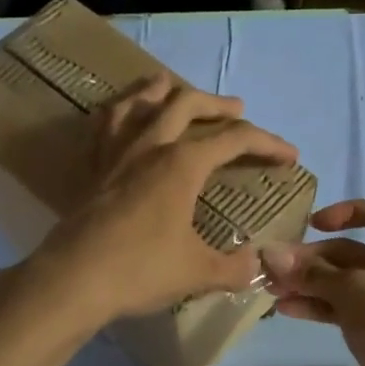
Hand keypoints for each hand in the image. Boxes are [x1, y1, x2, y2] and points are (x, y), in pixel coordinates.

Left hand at [32, 75, 297, 325]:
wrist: (73, 280)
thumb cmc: (141, 270)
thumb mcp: (199, 272)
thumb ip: (235, 267)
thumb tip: (258, 265)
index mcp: (182, 164)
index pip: (235, 140)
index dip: (268, 143)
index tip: (290, 156)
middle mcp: (150, 146)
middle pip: (187, 104)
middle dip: (218, 104)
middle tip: (236, 109)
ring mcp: (116, 154)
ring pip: (138, 102)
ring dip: (161, 89)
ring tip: (171, 85)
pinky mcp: (91, 169)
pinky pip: (102, 126)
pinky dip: (116, 112)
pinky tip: (119, 113)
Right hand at [262, 198, 364, 365]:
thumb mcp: (353, 289)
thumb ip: (311, 271)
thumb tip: (270, 254)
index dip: (346, 212)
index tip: (313, 224)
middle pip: (350, 249)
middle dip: (310, 259)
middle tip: (273, 268)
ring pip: (340, 279)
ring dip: (306, 282)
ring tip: (271, 289)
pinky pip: (339, 304)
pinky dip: (315, 304)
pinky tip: (285, 308)